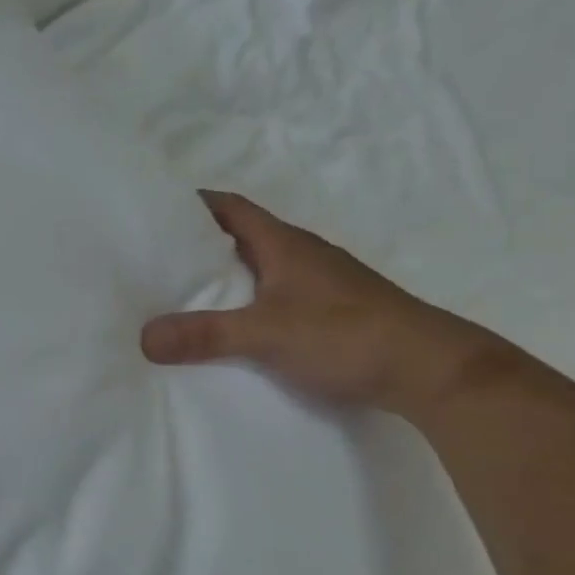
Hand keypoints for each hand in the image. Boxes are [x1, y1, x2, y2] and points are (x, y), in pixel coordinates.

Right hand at [141, 192, 499, 419]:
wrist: (431, 370)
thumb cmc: (347, 334)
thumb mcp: (266, 334)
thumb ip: (205, 335)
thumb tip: (143, 338)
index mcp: (284, 244)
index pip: (231, 207)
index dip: (194, 204)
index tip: (156, 211)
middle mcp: (302, 254)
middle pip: (241, 235)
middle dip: (200, 241)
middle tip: (155, 256)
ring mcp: (320, 283)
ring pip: (260, 266)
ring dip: (226, 273)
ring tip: (182, 292)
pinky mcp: (331, 310)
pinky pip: (275, 293)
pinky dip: (248, 300)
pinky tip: (232, 324)